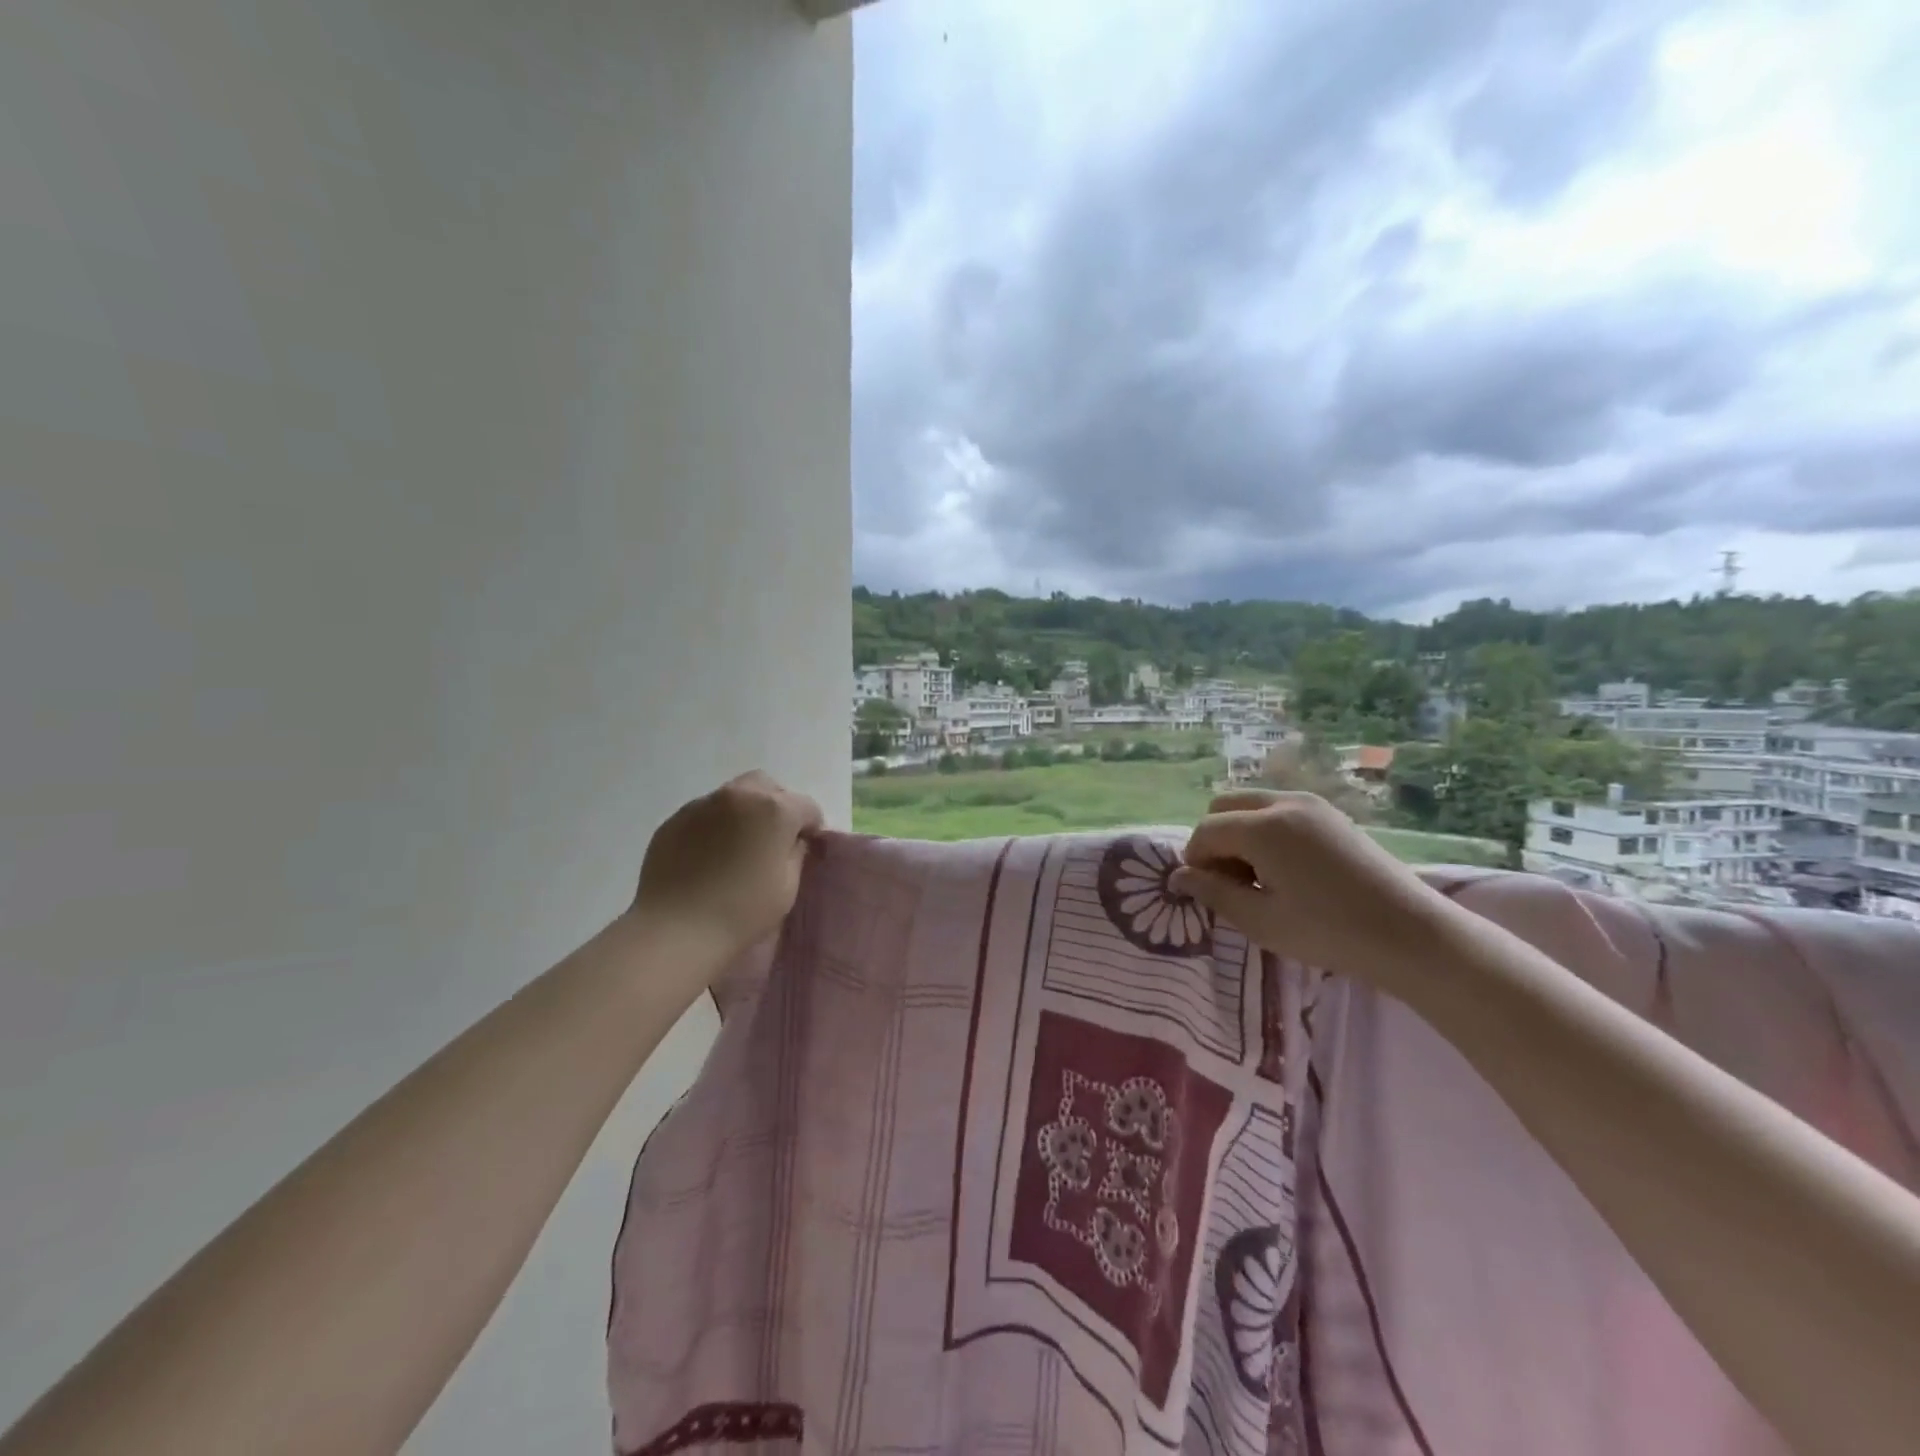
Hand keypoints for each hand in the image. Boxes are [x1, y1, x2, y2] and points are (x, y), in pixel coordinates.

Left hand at [631, 771, 823, 967]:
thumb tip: (793, 841)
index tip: (805, 848)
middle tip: (774, 838)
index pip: (807, 806)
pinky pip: (705, 813)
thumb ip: (796, 855)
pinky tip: (710, 855)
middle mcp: (740, 796)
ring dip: (745, 812)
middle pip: (768, 787)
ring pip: (734, 795)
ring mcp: (703, 804)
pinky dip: (716, 825)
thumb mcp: (787, 887)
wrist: (675, 930)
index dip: (811, 827)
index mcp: (775, 810)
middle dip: (777, 806)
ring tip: (738, 846)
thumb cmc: (742, 912)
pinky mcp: (675, 819)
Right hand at [1169, 790, 1454, 988]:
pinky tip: (1287, 870)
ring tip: (1260, 878)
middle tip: (1231, 881)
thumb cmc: (1330, 932)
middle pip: (1224, 806)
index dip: (1195, 861)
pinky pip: (1280, 810)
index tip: (1207, 893)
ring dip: (1240, 834)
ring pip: (1252, 805)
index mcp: (1262, 827)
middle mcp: (1283, 802)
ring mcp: (1312, 804)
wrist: (1412, 935)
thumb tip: (1179, 877)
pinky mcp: (1332, 814)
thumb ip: (1214, 893)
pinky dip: (1266, 831)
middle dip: (1215, 840)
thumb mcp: (1261, 921)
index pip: (1205, 831)